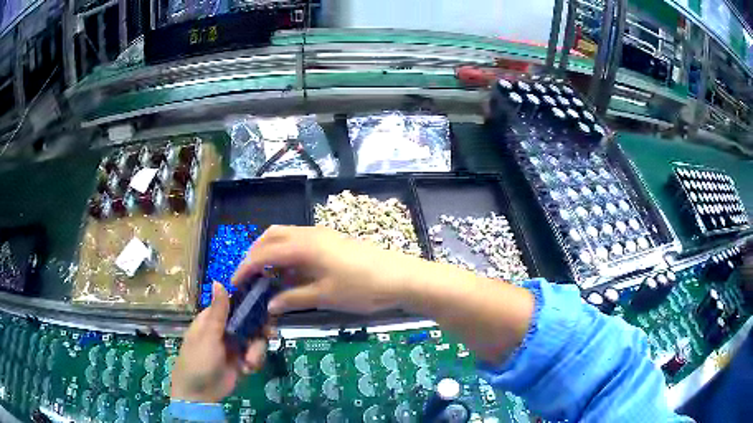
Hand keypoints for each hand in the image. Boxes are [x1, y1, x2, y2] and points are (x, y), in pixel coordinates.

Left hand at [170, 282, 271, 402]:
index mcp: (214, 319)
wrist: (200, 394)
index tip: (268, 305)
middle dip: (260, 330)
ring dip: (256, 351)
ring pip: (256, 339)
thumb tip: (218, 280)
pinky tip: (247, 369)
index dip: (251, 303)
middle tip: (269, 335)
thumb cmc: (198, 360)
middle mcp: (226, 329)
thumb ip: (218, 311)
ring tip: (249, 363)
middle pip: (250, 321)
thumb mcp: (208, 336)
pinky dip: (254, 361)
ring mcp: (235, 345)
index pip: (235, 303)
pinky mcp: (242, 360)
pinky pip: (255, 355)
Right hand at [232, 225, 431, 314]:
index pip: (263, 253)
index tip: (235, 283)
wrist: (400, 277)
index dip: (246, 267)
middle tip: (248, 276)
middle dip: (255, 254)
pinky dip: (287, 254)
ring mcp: (322, 235)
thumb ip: (293, 298)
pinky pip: (300, 242)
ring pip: (285, 236)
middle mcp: (309, 233)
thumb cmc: (361, 288)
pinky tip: (289, 272)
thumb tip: (269, 305)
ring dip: (270, 252)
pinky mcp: (332, 240)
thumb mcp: (324, 296)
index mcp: (303, 245)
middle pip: (271, 236)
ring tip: (265, 276)